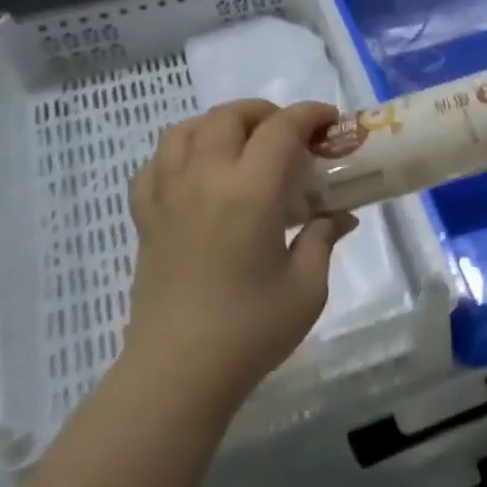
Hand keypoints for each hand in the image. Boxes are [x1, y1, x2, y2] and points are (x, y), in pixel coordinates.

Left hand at [124, 100, 357, 415]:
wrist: (178, 372)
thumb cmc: (251, 330)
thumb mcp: (307, 287)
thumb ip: (323, 238)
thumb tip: (341, 216)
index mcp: (249, 193)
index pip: (280, 129)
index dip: (309, 115)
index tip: (331, 122)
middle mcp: (204, 180)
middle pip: (228, 117)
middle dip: (265, 113)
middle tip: (292, 134)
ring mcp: (167, 197)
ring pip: (184, 131)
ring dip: (219, 124)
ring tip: (244, 143)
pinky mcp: (146, 219)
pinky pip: (155, 165)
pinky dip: (179, 152)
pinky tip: (198, 172)